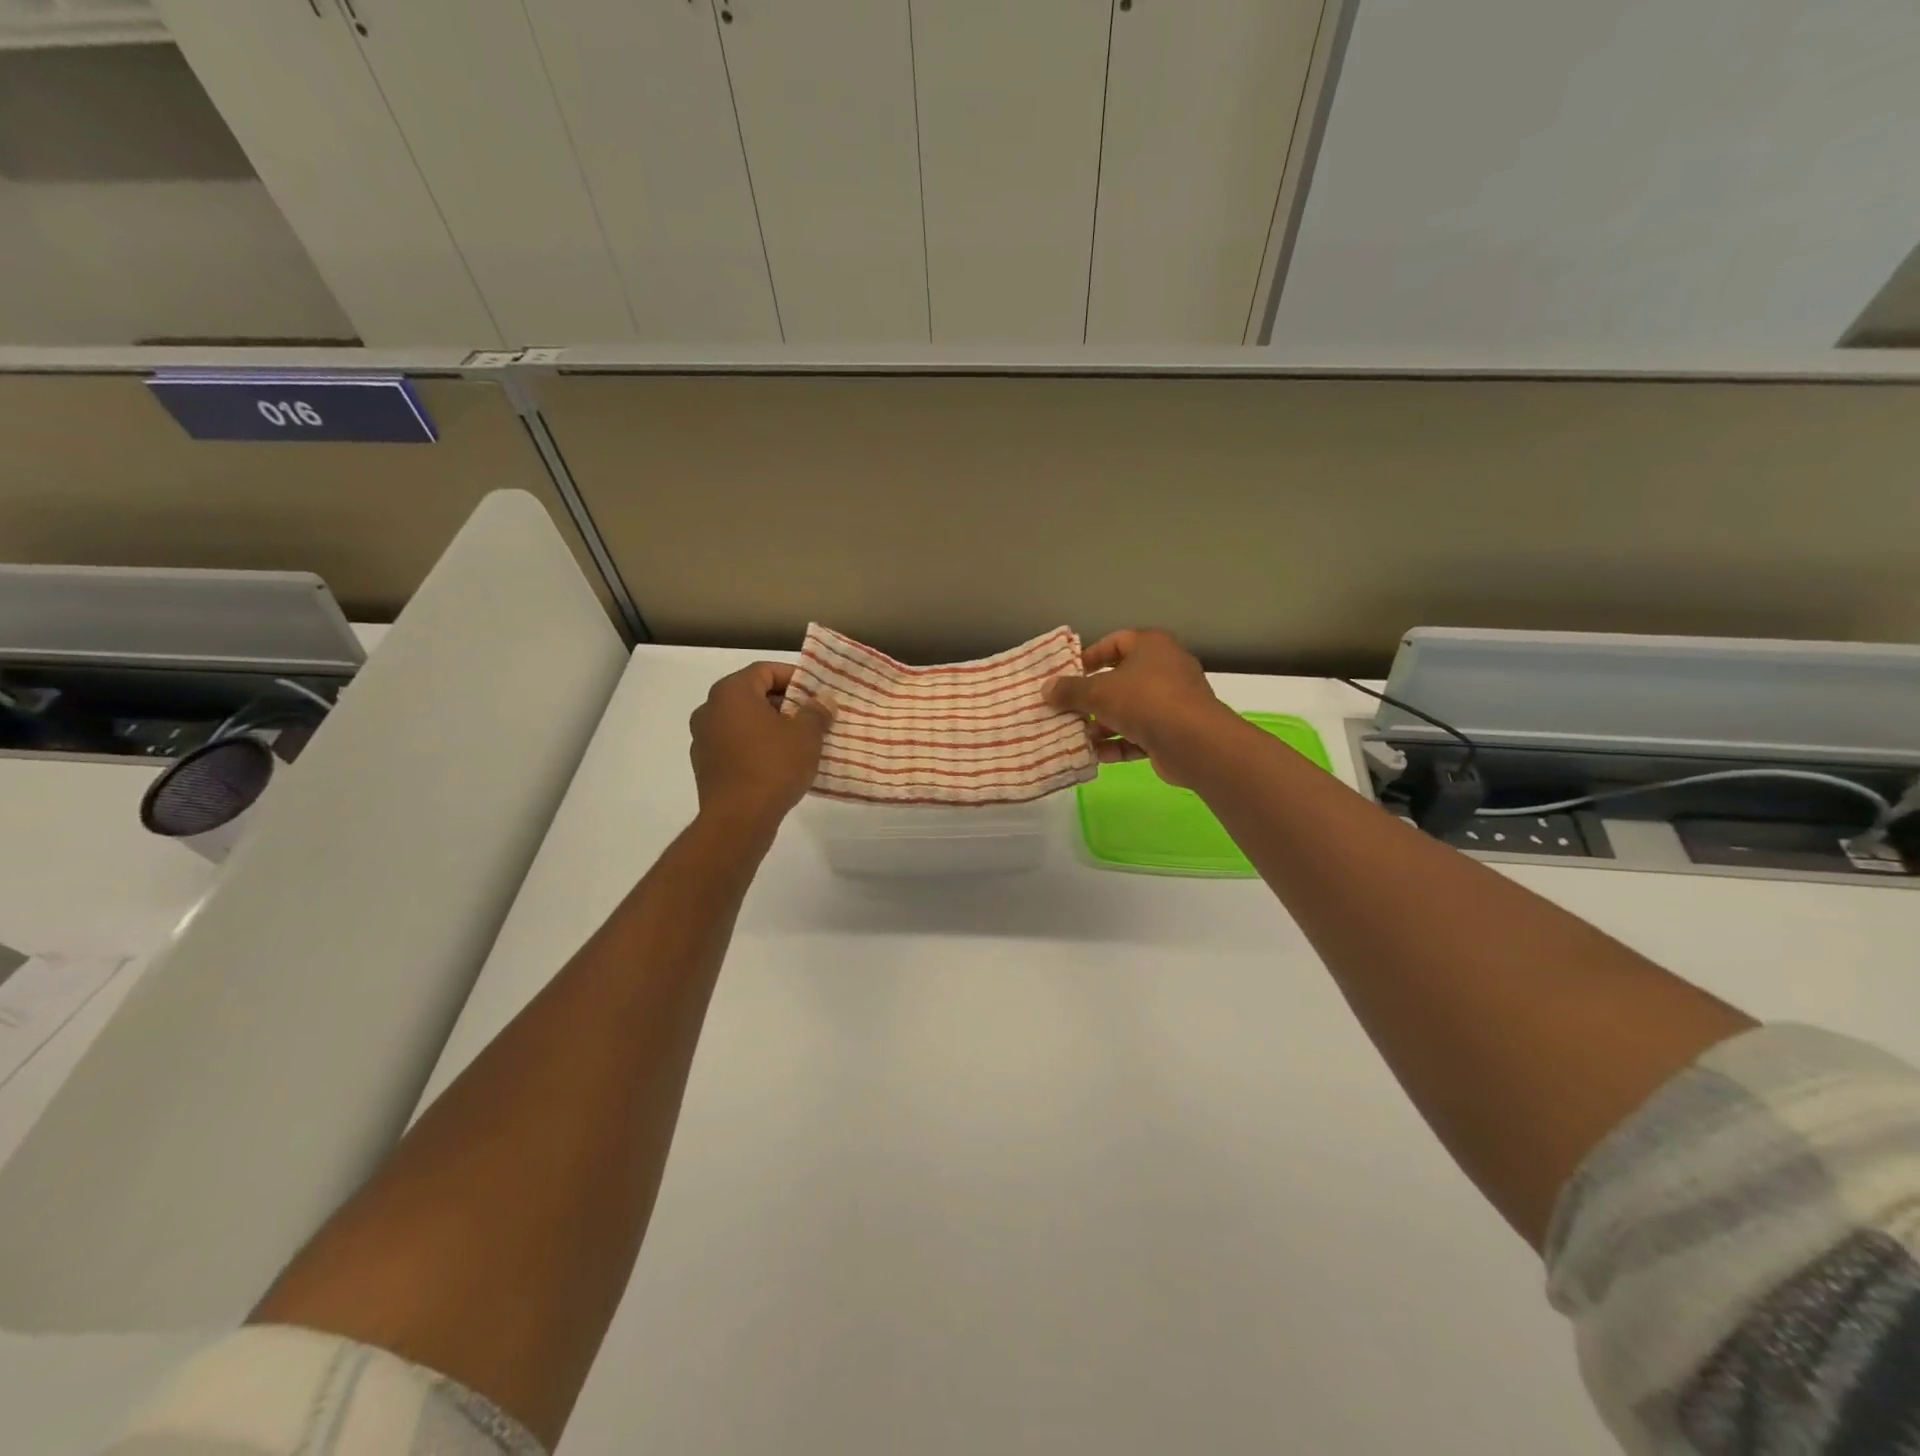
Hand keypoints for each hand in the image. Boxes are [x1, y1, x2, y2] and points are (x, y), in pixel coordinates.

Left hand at [689, 663, 831, 830]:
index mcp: (731, 692)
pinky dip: (754, 746)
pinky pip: (734, 745)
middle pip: (752, 695)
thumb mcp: (806, 736)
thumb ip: (816, 712)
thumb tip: (823, 701)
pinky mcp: (704, 765)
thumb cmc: (773, 766)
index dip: (794, 678)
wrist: (738, 819)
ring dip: (769, 726)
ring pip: (742, 721)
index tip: (816, 693)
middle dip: (784, 703)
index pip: (765, 671)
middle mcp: (709, 709)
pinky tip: (777, 764)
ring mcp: (702, 738)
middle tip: (811, 717)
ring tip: (798, 742)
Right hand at [1044, 629, 1235, 786]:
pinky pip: (1141, 734)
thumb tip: (1046, 689)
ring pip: (1129, 710)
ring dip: (1103, 724)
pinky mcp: (1174, 731)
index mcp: (1151, 646)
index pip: (1115, 642)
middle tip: (1067, 709)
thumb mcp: (1098, 692)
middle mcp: (1165, 669)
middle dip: (1092, 698)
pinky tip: (1097, 755)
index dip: (1089, 657)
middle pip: (1120, 679)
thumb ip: (1070, 690)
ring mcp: (1172, 701)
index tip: (1067, 675)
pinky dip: (1120, 743)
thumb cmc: (1144, 701)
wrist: (1194, 742)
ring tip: (1078, 736)